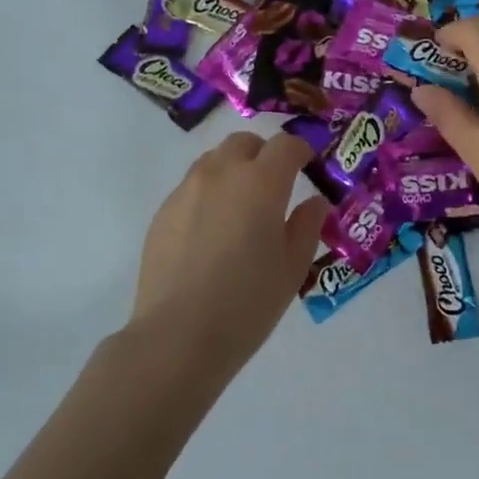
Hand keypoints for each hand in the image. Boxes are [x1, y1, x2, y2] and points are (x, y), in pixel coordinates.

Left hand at [129, 131, 329, 369]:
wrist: (178, 335)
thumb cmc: (248, 302)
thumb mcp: (293, 267)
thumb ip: (307, 226)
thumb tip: (315, 203)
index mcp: (261, 182)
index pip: (286, 145)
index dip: (301, 150)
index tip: (309, 166)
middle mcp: (222, 173)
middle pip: (245, 142)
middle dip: (264, 154)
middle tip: (275, 186)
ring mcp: (187, 190)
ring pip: (214, 160)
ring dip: (234, 170)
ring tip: (241, 208)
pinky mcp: (163, 211)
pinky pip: (192, 187)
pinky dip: (209, 194)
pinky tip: (211, 232)